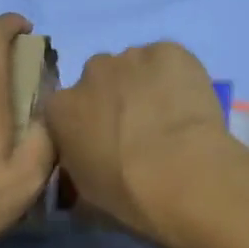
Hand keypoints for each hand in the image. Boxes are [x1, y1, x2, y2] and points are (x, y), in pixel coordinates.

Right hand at [44, 40, 236, 243]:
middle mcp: (89, 73)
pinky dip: (176, 76)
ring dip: (144, 86)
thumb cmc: (128, 195)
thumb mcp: (85, 197)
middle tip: (137, 132)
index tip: (102, 145)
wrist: (184, 177)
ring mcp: (130, 57)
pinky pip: (168, 60)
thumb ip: (75, 173)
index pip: (64, 111)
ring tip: (169, 118)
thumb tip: (81, 171)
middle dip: (112, 101)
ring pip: (134, 68)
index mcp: (60, 109)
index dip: (84, 127)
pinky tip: (189, 103)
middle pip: (98, 82)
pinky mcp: (170, 51)